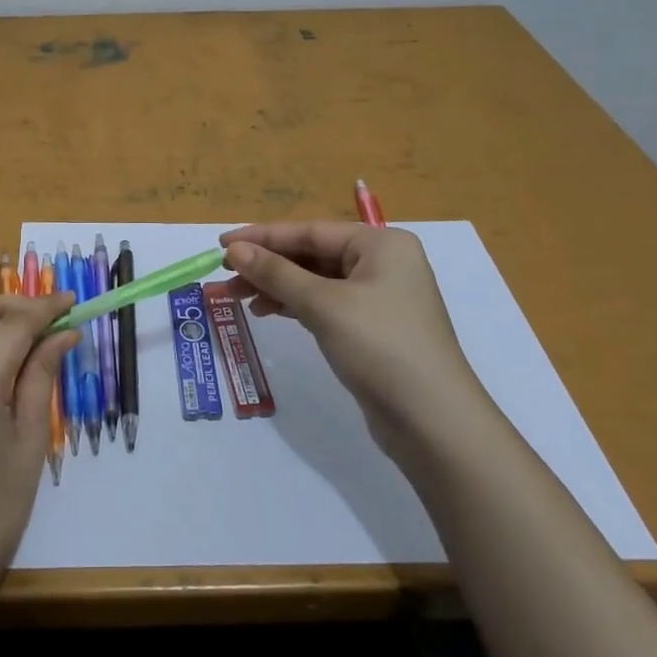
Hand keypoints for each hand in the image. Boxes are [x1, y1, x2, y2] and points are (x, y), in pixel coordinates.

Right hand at [213, 222, 489, 459]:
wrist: (434, 425)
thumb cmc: (381, 347)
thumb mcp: (324, 305)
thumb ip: (276, 274)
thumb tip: (235, 249)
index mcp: (380, 243)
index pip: (310, 231)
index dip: (263, 236)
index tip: (222, 244)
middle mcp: (383, 263)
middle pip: (311, 254)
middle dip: (267, 265)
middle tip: (225, 275)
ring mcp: (379, 297)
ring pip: (315, 281)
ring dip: (276, 286)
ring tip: (237, 298)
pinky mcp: (373, 328)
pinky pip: (325, 304)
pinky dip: (295, 305)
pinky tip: (267, 312)